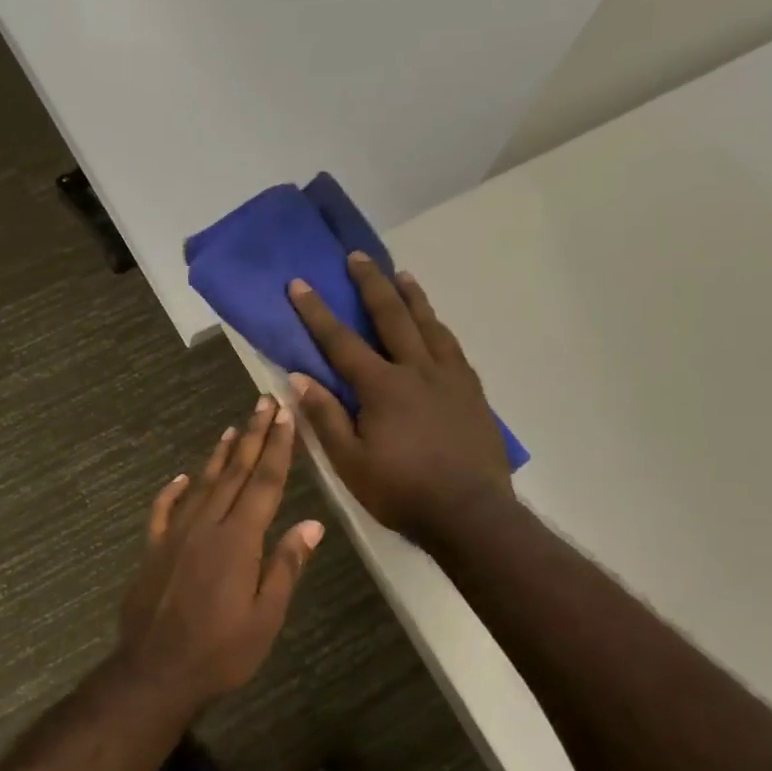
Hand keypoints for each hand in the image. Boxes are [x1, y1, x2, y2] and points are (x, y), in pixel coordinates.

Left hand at [118, 396, 324, 703]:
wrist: (155, 672)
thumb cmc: (221, 652)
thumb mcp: (266, 617)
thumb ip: (286, 566)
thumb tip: (313, 523)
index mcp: (239, 540)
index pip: (265, 483)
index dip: (278, 447)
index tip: (285, 416)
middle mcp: (207, 525)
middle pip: (236, 473)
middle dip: (253, 436)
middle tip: (264, 402)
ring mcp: (175, 534)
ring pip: (202, 483)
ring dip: (220, 454)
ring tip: (233, 427)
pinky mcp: (153, 548)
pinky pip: (164, 509)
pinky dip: (173, 490)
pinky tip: (182, 477)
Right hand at [287, 252, 512, 545]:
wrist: (471, 513)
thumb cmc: (402, 491)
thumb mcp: (350, 463)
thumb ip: (325, 417)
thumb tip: (300, 378)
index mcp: (382, 387)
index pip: (341, 341)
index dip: (317, 311)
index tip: (299, 283)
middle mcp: (417, 370)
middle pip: (391, 317)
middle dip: (371, 284)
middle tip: (358, 257)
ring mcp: (450, 378)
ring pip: (429, 325)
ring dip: (412, 297)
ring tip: (402, 275)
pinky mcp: (472, 392)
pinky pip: (453, 348)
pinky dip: (439, 328)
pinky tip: (437, 326)